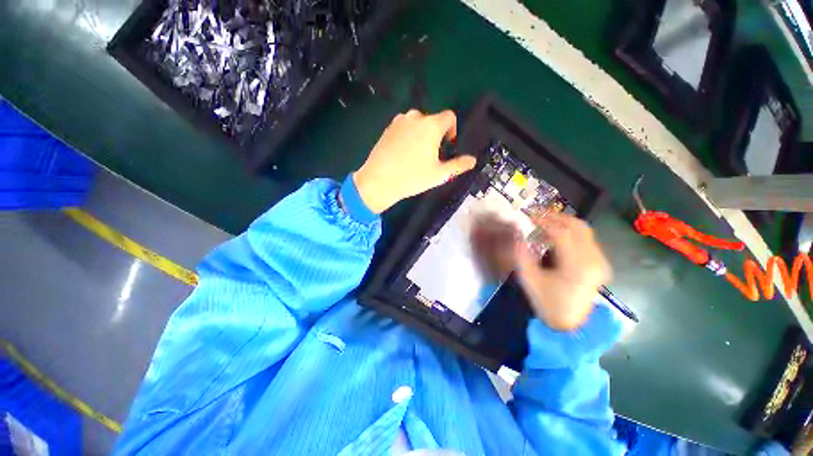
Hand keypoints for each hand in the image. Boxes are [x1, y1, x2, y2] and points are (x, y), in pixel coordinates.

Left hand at [353, 109, 477, 213]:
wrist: (378, 181)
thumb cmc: (412, 177)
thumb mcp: (439, 174)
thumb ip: (458, 165)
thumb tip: (473, 160)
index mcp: (431, 125)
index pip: (449, 117)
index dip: (452, 130)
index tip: (447, 146)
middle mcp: (415, 117)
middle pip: (433, 121)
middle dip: (436, 135)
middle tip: (431, 156)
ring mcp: (399, 121)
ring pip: (417, 124)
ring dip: (421, 135)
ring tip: (416, 156)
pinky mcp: (387, 128)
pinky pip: (404, 127)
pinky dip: (408, 136)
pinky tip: (403, 154)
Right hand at [515, 214, 611, 330]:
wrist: (572, 325)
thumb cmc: (549, 304)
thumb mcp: (529, 280)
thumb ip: (521, 254)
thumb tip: (517, 232)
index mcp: (576, 265)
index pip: (560, 232)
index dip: (542, 220)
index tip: (527, 216)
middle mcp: (593, 259)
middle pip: (577, 226)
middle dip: (555, 217)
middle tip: (535, 215)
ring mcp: (600, 261)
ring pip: (583, 230)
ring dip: (563, 222)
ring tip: (543, 223)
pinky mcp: (600, 263)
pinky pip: (586, 238)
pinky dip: (570, 231)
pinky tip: (555, 235)